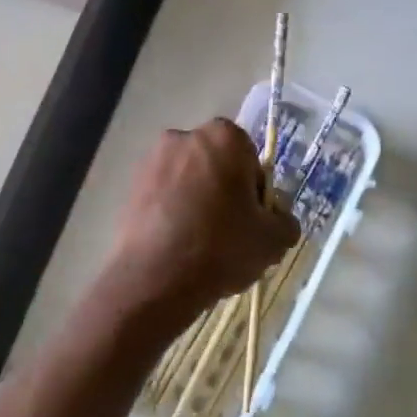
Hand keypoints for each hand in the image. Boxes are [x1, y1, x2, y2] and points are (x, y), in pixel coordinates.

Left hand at [98, 120, 297, 337]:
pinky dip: (172, 211)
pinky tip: (178, 244)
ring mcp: (152, 160)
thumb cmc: (221, 247)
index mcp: (224, 137)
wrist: (155, 279)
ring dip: (196, 200)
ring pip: (188, 179)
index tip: (252, 218)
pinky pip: (163, 195)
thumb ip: (285, 220)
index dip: (254, 189)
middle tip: (230, 231)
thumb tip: (279, 218)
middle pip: (216, 164)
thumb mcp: (273, 239)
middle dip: (224, 190)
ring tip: (201, 242)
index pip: (249, 157)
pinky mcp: (131, 186)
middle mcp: (184, 137)